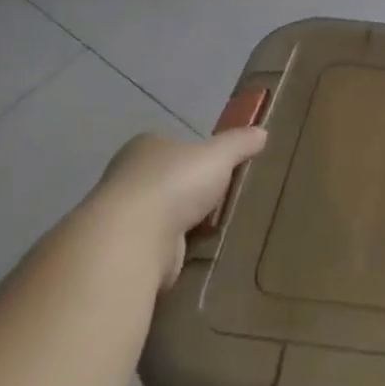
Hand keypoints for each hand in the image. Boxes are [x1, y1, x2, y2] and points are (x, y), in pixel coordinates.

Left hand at [91, 128, 267, 288]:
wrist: (132, 240)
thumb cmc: (175, 183)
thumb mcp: (219, 155)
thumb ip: (240, 143)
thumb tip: (261, 132)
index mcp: (145, 147)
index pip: (172, 144)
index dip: (195, 154)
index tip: (218, 167)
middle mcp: (127, 177)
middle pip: (167, 179)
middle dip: (190, 190)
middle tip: (222, 198)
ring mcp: (123, 216)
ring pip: (162, 213)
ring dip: (183, 222)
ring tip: (216, 228)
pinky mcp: (126, 250)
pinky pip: (159, 244)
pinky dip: (176, 248)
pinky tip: (198, 252)